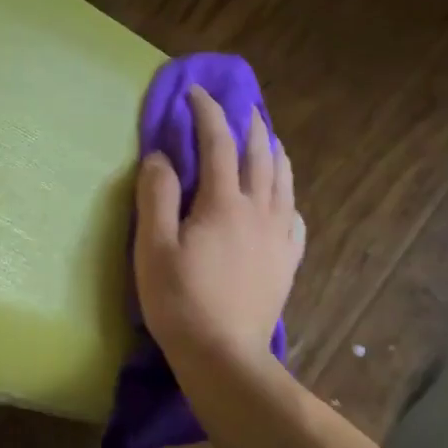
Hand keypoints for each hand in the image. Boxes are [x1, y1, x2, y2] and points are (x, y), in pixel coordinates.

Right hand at [133, 84, 302, 366]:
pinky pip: (294, 217)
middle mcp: (258, 211)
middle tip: (239, 106)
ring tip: (267, 139)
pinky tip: (282, 199)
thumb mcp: (153, 248)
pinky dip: (287, 196)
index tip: (195, 93)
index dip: (207, 112)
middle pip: (259, 155)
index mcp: (223, 203)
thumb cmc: (180, 301)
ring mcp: (278, 237)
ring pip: (283, 181)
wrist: (224, 355)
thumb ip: (156, 196)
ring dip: (274, 152)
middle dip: (248, 125)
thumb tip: (161, 156)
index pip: (217, 142)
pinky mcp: (287, 261)